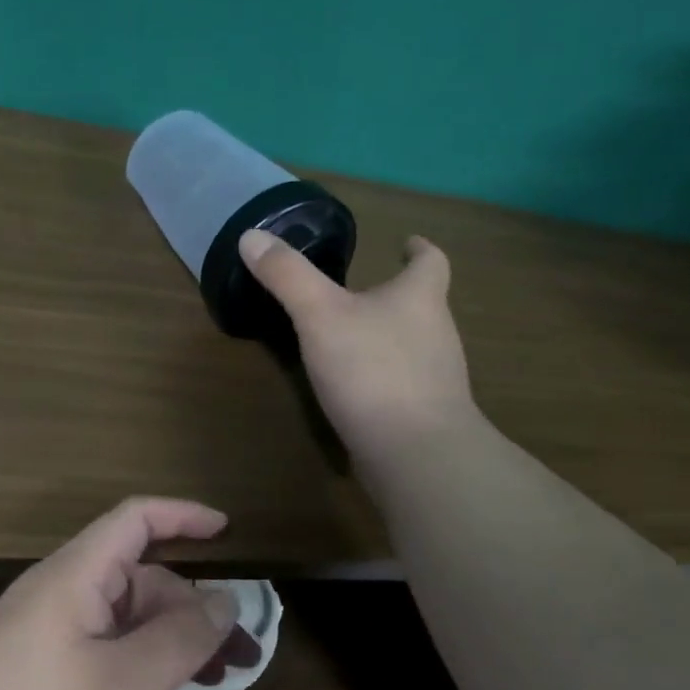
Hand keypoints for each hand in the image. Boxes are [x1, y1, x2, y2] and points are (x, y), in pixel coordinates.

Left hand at [0, 498, 241, 689]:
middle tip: (242, 656)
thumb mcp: (126, 688)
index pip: (134, 520)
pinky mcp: (39, 667)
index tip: (228, 533)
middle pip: (139, 578)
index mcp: (73, 577)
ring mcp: (45, 630)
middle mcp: (58, 592)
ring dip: (172, 639)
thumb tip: (225, 599)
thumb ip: (182, 638)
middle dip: (194, 607)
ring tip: (218, 680)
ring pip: (125, 617)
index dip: (183, 516)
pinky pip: (104, 645)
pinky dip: (142, 660)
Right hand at [239, 229, 475, 456]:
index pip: (431, 261)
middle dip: (395, 294)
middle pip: (423, 303)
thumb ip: (287, 276)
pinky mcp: (425, 414)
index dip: (419, 250)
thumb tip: (252, 235)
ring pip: (413, 344)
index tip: (406, 243)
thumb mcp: (319, 315)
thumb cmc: (372, 370)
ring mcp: (436, 377)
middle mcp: (437, 333)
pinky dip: (382, 376)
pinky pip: (403, 383)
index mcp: (419, 298)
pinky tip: (354, 388)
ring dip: (387, 336)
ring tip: (350, 336)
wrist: (416, 453)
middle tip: (359, 290)